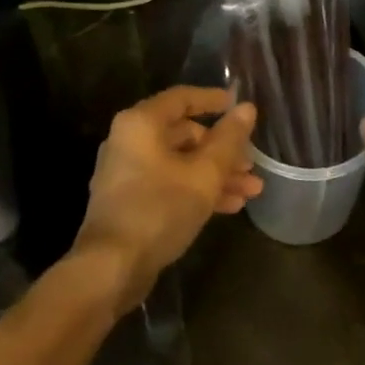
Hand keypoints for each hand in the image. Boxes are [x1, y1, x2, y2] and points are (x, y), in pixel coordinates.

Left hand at [74, 87, 260, 307]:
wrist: (113, 266)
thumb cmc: (160, 208)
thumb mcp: (205, 173)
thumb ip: (229, 140)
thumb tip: (247, 108)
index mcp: (142, 124)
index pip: (182, 98)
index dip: (214, 100)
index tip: (240, 107)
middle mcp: (130, 142)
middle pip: (184, 134)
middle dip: (223, 150)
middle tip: (251, 165)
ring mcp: (128, 173)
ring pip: (181, 163)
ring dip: (217, 175)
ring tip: (251, 191)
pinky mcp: (131, 201)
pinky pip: (170, 184)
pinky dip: (198, 190)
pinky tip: (229, 206)